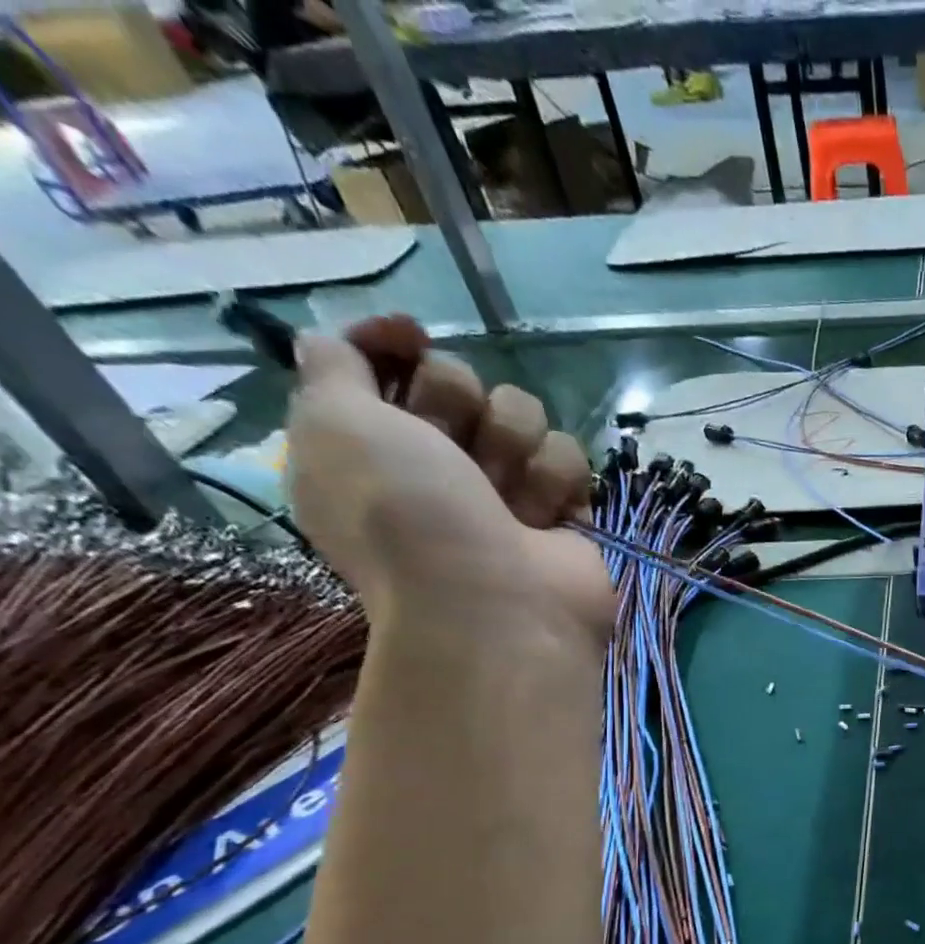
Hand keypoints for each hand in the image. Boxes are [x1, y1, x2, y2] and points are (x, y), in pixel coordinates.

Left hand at [287, 317, 610, 649]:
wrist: (495, 603)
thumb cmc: (405, 513)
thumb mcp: (333, 425)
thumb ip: (333, 363)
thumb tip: (351, 336)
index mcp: (369, 442)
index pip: (386, 362)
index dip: (395, 346)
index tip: (411, 337)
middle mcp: (435, 460)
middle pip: (460, 381)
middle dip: (460, 407)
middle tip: (456, 454)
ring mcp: (504, 485)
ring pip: (522, 413)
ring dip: (513, 449)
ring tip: (507, 499)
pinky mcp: (561, 505)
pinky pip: (569, 456)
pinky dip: (556, 482)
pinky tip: (544, 518)